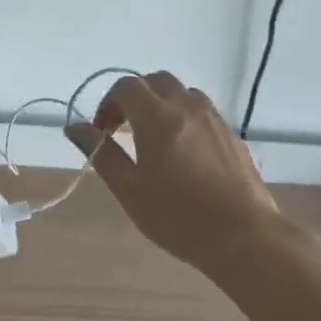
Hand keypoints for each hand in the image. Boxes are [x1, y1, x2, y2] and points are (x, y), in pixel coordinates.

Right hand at [66, 72, 281, 281]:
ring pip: (182, 93)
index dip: (108, 103)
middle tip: (126, 128)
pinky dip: (186, 118)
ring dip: (163, 103)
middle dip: (136, 97)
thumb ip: (101, 152)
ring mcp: (213, 119)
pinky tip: (185, 152)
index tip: (103, 131)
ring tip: (156, 137)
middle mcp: (186, 107)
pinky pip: (203, 112)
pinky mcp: (233, 135)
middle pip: (155, 81)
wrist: (246, 239)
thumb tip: (74, 127)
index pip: (126, 87)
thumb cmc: (178, 217)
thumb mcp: (129, 190)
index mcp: (156, 116)